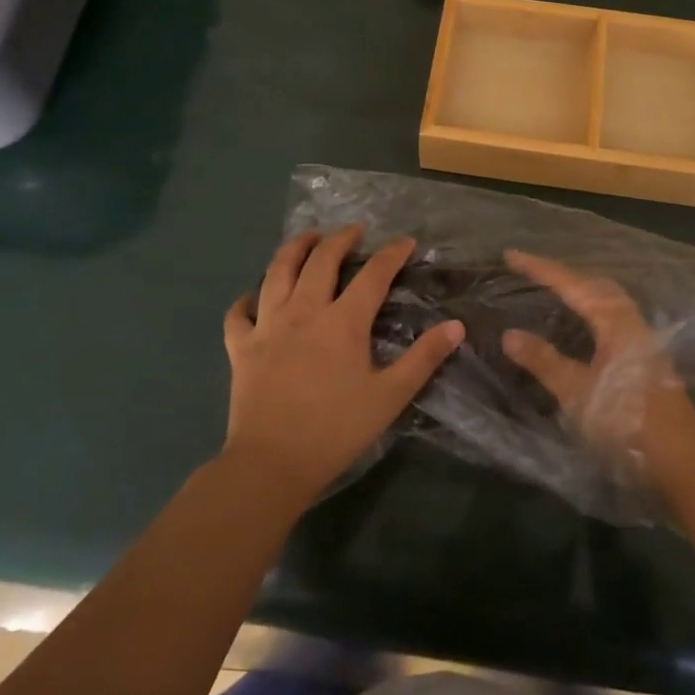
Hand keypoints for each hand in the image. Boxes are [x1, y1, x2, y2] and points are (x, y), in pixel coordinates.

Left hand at [222, 226, 463, 502]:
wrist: (272, 463)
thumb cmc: (336, 430)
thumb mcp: (390, 396)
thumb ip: (424, 358)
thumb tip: (455, 326)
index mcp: (343, 322)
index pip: (373, 275)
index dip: (391, 254)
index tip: (405, 241)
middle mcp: (304, 312)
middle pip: (321, 261)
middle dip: (340, 239)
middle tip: (353, 230)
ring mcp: (267, 326)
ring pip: (277, 273)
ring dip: (293, 249)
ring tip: (306, 238)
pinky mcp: (241, 348)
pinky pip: (239, 314)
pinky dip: (246, 300)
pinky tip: (253, 297)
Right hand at [500, 250, 694, 489]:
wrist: (682, 460)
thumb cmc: (626, 420)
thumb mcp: (577, 392)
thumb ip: (544, 360)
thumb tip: (508, 333)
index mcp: (614, 320)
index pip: (571, 284)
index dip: (540, 268)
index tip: (511, 255)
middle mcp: (631, 322)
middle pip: (594, 285)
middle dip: (563, 274)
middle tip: (533, 270)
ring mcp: (642, 341)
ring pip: (606, 302)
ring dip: (580, 291)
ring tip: (554, 290)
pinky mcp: (645, 360)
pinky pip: (611, 319)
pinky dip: (590, 312)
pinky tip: (583, 327)